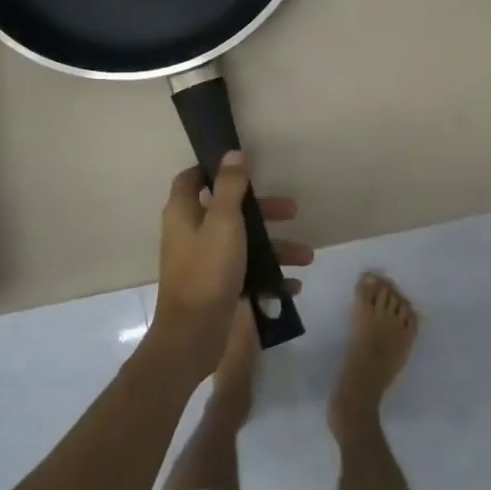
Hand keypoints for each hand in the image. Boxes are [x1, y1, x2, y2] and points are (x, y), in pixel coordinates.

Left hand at [150, 153, 312, 378]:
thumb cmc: (207, 270)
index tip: (245, 167)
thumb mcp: (224, 221)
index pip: (193, 179)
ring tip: (306, 256)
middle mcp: (191, 233)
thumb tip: (232, 153)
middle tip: (292, 210)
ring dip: (274, 247)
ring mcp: (204, 262)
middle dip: (262, 211)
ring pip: (243, 243)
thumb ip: (230, 186)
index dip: (215, 169)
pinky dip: (268, 276)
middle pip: (228, 210)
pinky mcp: (216, 287)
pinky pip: (246, 273)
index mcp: (184, 212)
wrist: (193, 336)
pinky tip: (292, 286)